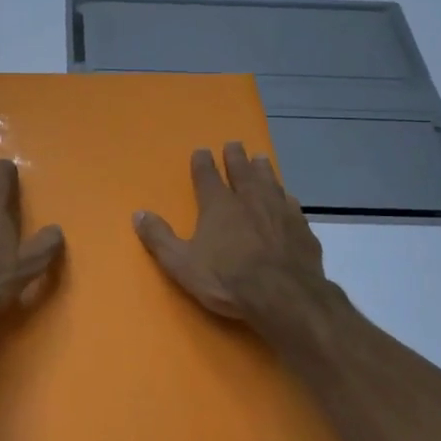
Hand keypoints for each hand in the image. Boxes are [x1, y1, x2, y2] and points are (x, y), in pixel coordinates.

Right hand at [134, 143, 329, 322]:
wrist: (284, 296)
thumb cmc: (227, 279)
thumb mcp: (181, 263)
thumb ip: (159, 238)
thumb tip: (138, 213)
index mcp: (218, 205)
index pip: (207, 176)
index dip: (202, 162)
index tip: (202, 150)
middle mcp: (249, 200)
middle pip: (241, 171)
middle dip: (235, 157)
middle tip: (234, 144)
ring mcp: (279, 211)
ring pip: (270, 182)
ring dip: (263, 169)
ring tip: (261, 158)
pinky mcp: (301, 229)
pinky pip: (292, 205)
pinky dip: (286, 198)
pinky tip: (288, 198)